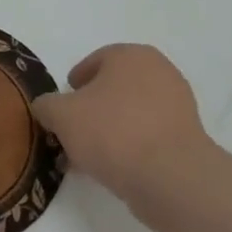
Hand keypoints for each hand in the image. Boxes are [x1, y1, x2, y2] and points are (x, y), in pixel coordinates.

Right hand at [31, 44, 212, 209]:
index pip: (95, 61)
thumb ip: (47, 105)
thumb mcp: (62, 115)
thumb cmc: (112, 132)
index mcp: (131, 55)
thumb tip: (45, 106)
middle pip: (113, 89)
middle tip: (70, 133)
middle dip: (89, 111)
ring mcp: (177, 105)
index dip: (73, 84)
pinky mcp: (186, 137)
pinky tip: (109, 170)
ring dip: (106, 132)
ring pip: (129, 115)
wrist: (170, 177)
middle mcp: (159, 72)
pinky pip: (147, 136)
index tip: (60, 106)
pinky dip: (128, 148)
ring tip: (84, 159)